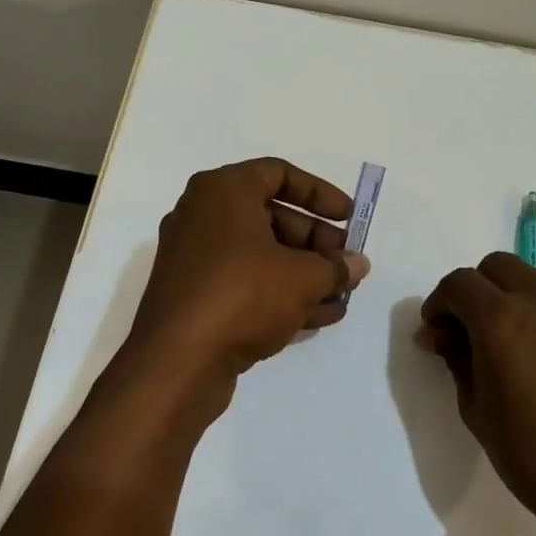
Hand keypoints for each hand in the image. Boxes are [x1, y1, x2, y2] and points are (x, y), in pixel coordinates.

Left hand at [123, 159, 368, 406]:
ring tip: (343, 295)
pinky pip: (246, 283)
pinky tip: (320, 316)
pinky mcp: (196, 296)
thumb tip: (357, 264)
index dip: (320, 194)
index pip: (279, 174)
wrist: (177, 362)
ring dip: (305, 273)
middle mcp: (204, 216)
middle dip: (316, 243)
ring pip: (261, 255)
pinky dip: (280, 293)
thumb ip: (336, 267)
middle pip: (272, 217)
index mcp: (223, 191)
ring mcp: (196, 259)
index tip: (349, 218)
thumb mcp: (303, 277)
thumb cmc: (243, 295)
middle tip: (347, 265)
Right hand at [417, 253, 535, 535]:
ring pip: (531, 279)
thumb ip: (455, 358)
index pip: (459, 284)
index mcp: (500, 320)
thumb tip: (439, 335)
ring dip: (508, 297)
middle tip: (466, 328)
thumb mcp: (475, 408)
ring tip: (504, 341)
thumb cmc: (529, 454)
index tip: (435, 332)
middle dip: (474, 290)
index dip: (439, 303)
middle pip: (497, 266)